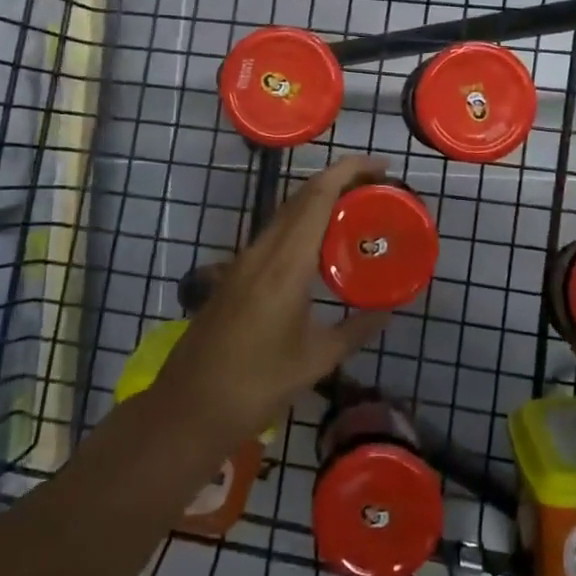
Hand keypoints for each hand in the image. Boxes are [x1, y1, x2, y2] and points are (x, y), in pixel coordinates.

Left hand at [153, 156, 391, 445]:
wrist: (188, 410)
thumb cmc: (256, 387)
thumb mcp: (316, 361)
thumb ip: (356, 330)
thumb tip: (388, 310)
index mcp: (286, 264)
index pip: (318, 196)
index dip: (350, 171)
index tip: (382, 165)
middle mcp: (262, 251)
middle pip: (302, 196)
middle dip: (341, 180)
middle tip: (379, 188)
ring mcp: (243, 262)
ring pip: (286, 213)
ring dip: (321, 201)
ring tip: (357, 211)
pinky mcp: (234, 276)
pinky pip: (275, 234)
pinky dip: (303, 225)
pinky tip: (321, 249)